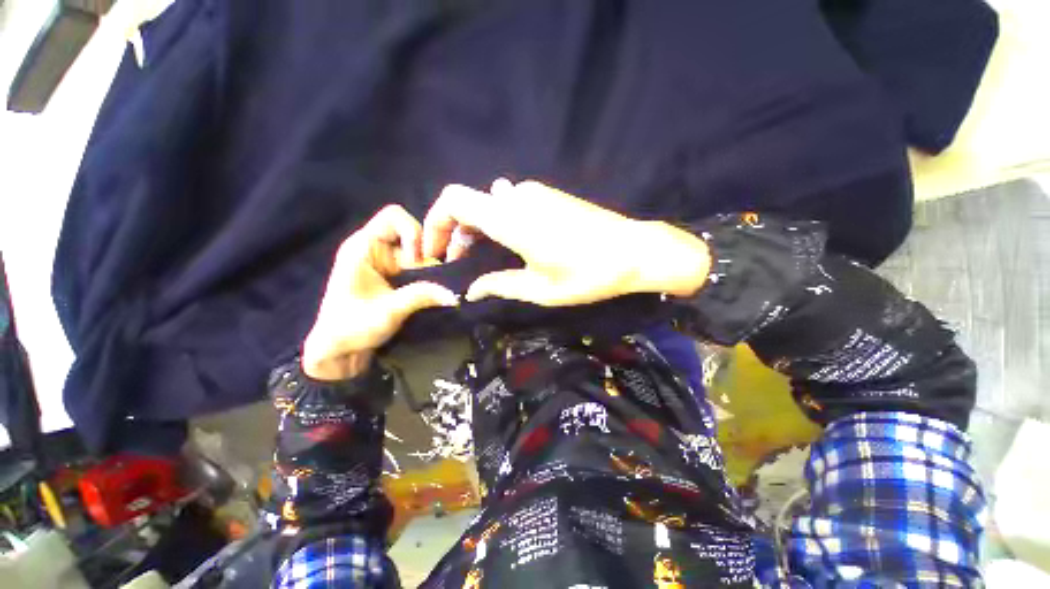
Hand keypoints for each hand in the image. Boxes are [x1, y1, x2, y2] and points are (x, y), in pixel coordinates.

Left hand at [302, 205, 457, 380]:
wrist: (338, 353)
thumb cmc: (351, 328)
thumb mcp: (388, 311)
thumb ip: (421, 297)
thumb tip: (455, 294)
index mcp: (363, 247)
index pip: (394, 217)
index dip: (412, 232)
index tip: (418, 261)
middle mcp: (376, 249)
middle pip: (414, 237)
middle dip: (427, 257)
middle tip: (434, 282)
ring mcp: (387, 263)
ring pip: (420, 255)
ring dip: (431, 271)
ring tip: (436, 290)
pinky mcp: (394, 277)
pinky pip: (419, 270)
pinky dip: (429, 279)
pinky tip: (433, 293)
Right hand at [423, 179, 710, 305]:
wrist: (634, 251)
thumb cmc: (587, 274)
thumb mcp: (540, 288)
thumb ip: (500, 284)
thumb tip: (472, 291)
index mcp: (510, 218)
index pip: (453, 200)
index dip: (435, 222)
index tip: (437, 251)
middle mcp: (517, 197)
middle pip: (469, 204)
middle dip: (457, 233)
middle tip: (462, 265)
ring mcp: (534, 193)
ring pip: (489, 205)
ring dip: (478, 229)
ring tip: (484, 259)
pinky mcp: (548, 196)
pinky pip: (509, 204)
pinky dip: (497, 223)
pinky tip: (509, 245)